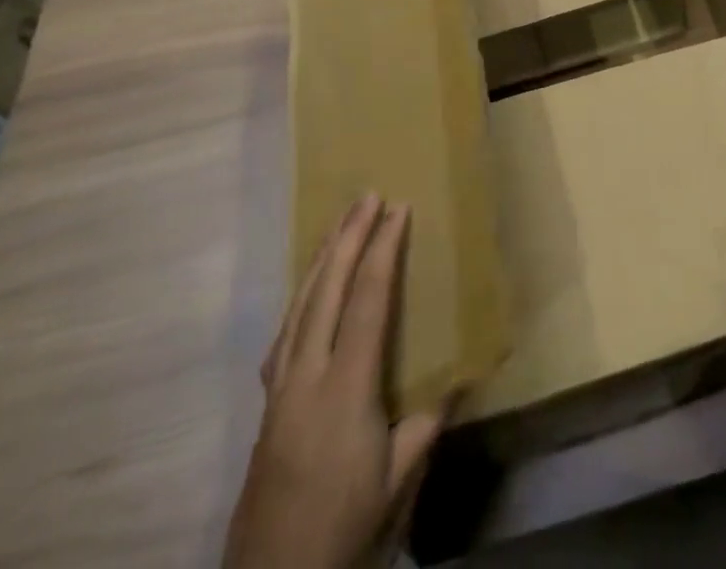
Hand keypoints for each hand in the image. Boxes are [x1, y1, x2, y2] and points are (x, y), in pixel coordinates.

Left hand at [227, 195, 445, 568]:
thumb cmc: (343, 529)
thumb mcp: (396, 482)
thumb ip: (424, 425)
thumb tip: (458, 381)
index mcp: (346, 388)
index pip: (367, 301)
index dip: (383, 251)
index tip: (397, 210)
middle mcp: (307, 376)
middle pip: (327, 290)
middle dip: (349, 237)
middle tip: (366, 196)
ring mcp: (280, 389)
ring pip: (299, 305)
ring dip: (322, 258)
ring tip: (340, 224)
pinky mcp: (266, 404)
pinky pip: (285, 331)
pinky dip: (301, 296)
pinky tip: (308, 289)